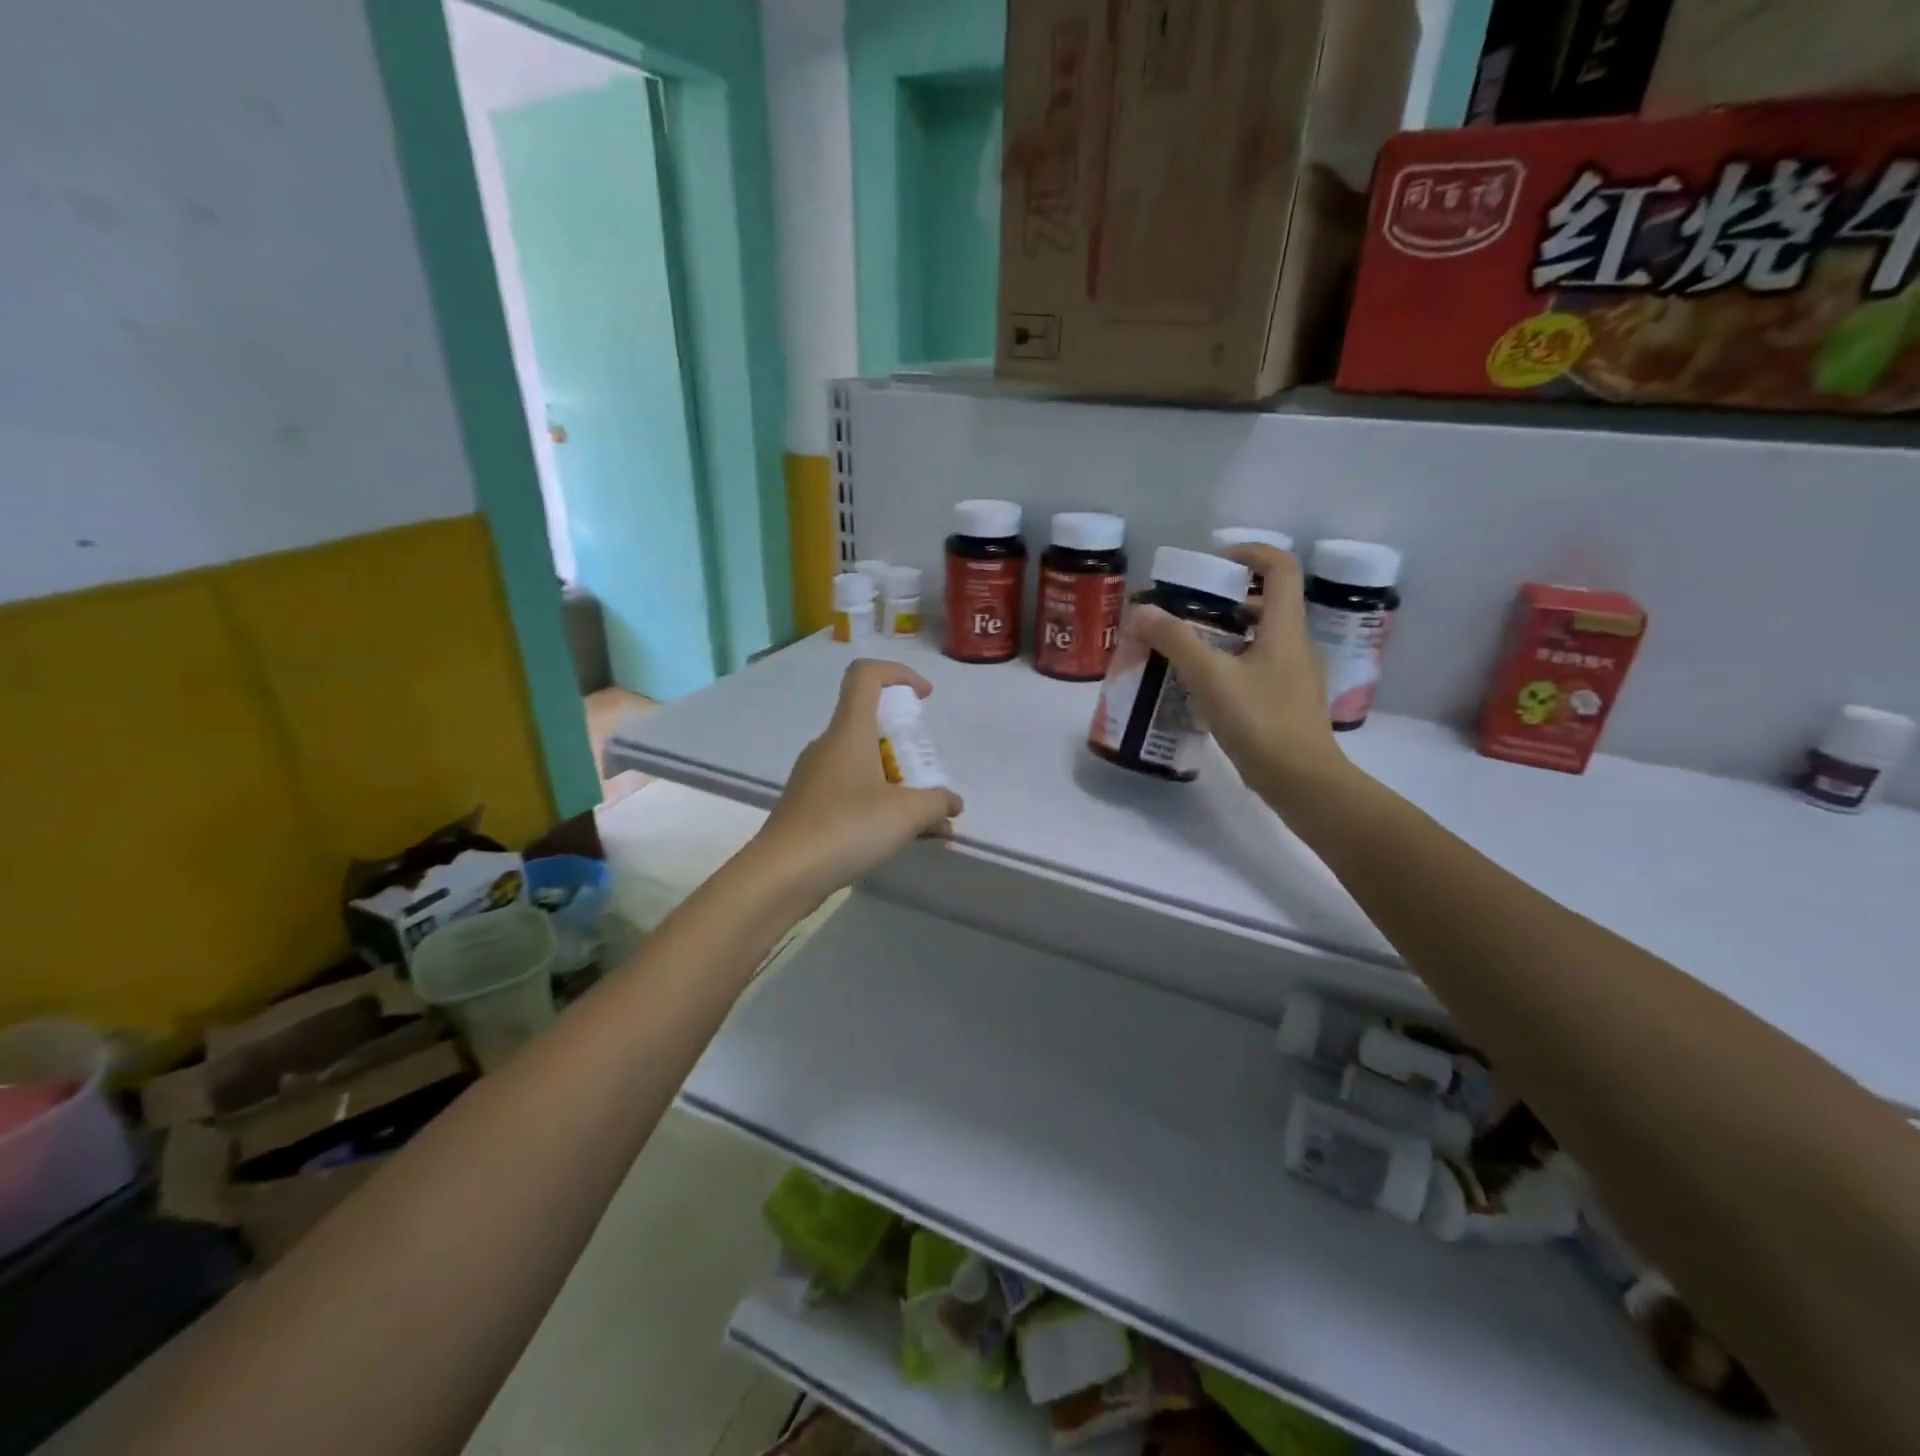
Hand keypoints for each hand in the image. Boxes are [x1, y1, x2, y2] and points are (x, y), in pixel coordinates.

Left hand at [747, 659, 963, 907]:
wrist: (781, 875)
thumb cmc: (846, 828)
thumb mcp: (906, 814)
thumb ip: (937, 803)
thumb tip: (953, 803)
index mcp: (848, 732)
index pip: (866, 676)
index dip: (898, 674)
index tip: (924, 697)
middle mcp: (827, 746)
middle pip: (869, 723)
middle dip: (905, 742)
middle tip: (928, 774)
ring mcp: (814, 777)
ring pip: (863, 764)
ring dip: (896, 782)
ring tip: (925, 819)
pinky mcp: (808, 807)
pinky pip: (851, 792)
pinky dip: (879, 804)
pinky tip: (899, 838)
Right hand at [1128, 545, 1357, 813]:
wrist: (1302, 781)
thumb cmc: (1260, 721)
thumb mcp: (1210, 677)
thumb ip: (1175, 640)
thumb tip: (1141, 611)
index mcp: (1285, 627)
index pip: (1279, 567)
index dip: (1248, 553)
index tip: (1210, 566)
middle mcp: (1294, 645)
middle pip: (1265, 602)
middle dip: (1223, 600)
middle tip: (1184, 611)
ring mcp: (1292, 676)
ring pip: (1258, 638)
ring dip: (1222, 635)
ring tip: (1183, 648)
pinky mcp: (1284, 703)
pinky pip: (1255, 668)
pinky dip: (1227, 665)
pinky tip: (1199, 687)